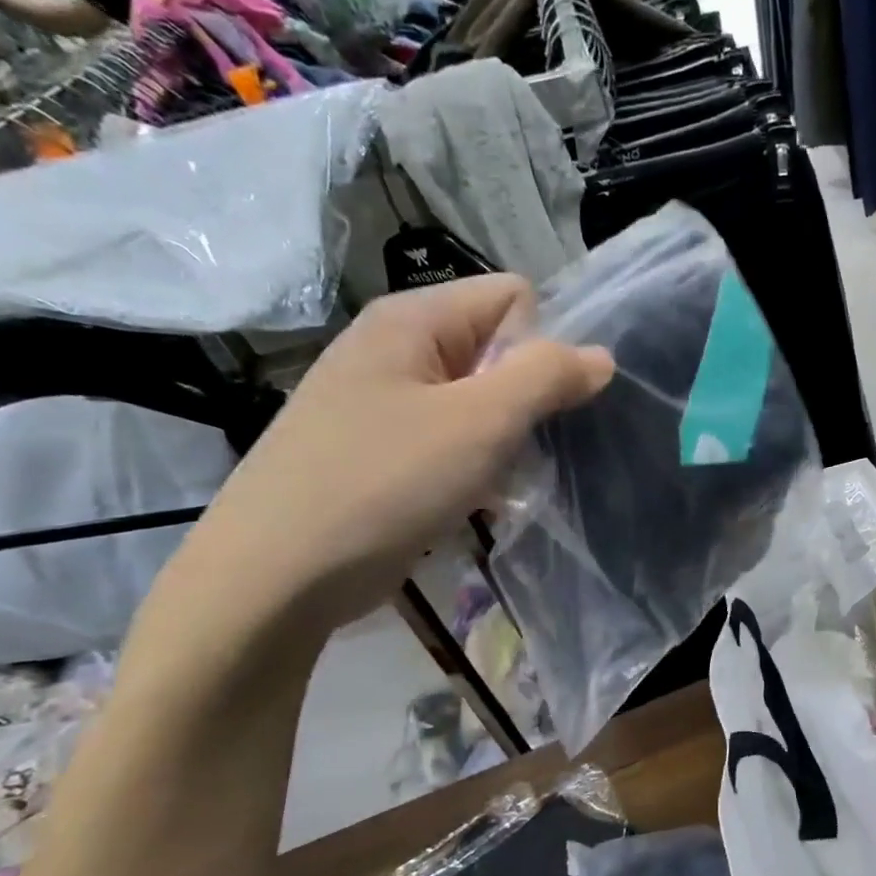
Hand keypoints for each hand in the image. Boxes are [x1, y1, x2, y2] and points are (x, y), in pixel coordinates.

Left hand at [166, 276, 611, 638]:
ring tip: (494, 484)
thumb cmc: (382, 484)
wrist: (275, 577)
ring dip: (503, 441)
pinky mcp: (380, 450)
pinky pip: (452, 439)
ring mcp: (383, 402)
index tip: (537, 405)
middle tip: (516, 451)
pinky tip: (470, 502)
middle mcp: (395, 349)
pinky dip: (474, 467)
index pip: (514, 298)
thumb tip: (601, 355)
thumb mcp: (479, 424)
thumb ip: (546, 378)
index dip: (542, 344)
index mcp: (412, 320)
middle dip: (526, 400)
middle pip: (497, 350)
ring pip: (479, 402)